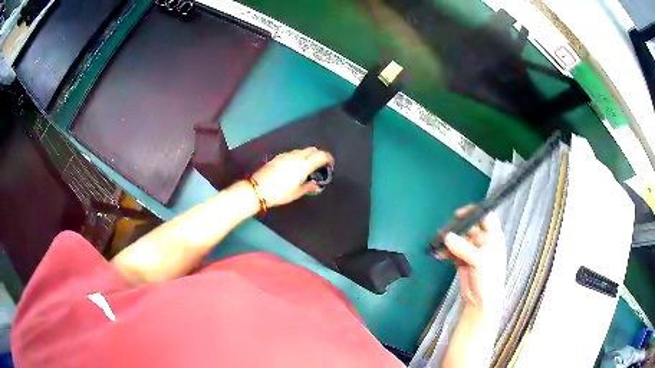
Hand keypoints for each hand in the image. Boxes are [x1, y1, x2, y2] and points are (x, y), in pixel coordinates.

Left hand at [251, 147, 333, 207]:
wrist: (257, 189)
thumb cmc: (280, 193)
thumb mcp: (296, 192)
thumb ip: (309, 187)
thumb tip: (317, 186)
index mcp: (304, 165)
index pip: (321, 155)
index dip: (328, 158)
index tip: (330, 165)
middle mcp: (296, 156)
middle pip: (312, 150)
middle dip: (319, 155)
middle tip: (320, 166)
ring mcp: (286, 155)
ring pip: (302, 150)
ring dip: (308, 155)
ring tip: (308, 167)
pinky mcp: (278, 157)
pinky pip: (293, 153)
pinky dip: (299, 156)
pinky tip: (295, 167)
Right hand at [436, 206, 505, 314]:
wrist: (480, 302)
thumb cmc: (488, 281)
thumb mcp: (479, 261)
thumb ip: (463, 248)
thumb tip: (448, 237)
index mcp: (493, 238)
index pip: (485, 217)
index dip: (474, 212)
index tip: (459, 214)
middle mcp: (483, 242)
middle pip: (469, 227)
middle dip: (456, 228)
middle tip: (444, 231)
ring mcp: (472, 251)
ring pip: (459, 239)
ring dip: (448, 241)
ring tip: (437, 243)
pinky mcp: (463, 260)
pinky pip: (452, 251)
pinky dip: (445, 251)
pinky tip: (439, 254)